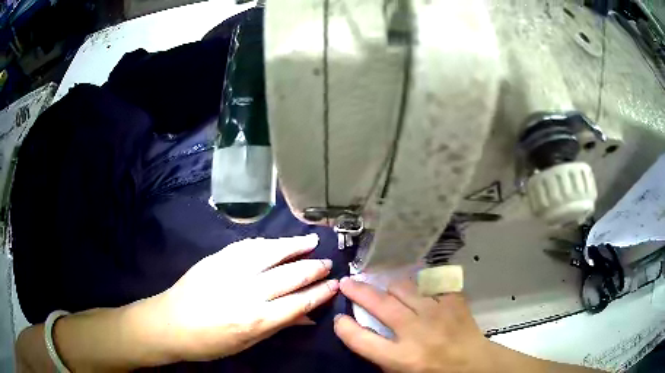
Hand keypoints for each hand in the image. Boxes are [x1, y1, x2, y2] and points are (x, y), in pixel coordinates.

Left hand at [158, 234, 338, 360]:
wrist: (169, 323)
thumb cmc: (209, 342)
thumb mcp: (247, 343)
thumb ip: (278, 325)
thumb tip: (308, 315)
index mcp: (255, 319)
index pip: (298, 302)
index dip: (320, 293)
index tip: (335, 284)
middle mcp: (246, 292)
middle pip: (289, 276)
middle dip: (313, 268)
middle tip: (328, 262)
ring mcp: (230, 271)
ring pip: (270, 253)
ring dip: (294, 246)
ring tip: (311, 241)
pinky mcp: (216, 258)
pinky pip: (247, 246)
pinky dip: (267, 243)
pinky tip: (278, 241)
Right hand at [333, 277, 493, 372]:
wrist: (475, 364)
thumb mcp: (402, 372)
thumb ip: (381, 356)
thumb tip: (364, 331)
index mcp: (402, 358)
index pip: (361, 340)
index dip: (344, 327)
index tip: (339, 318)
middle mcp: (417, 332)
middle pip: (380, 304)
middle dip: (358, 291)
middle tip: (347, 283)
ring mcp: (438, 312)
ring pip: (404, 287)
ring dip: (389, 287)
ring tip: (385, 287)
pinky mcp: (453, 300)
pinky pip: (430, 283)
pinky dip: (419, 284)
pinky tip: (417, 286)